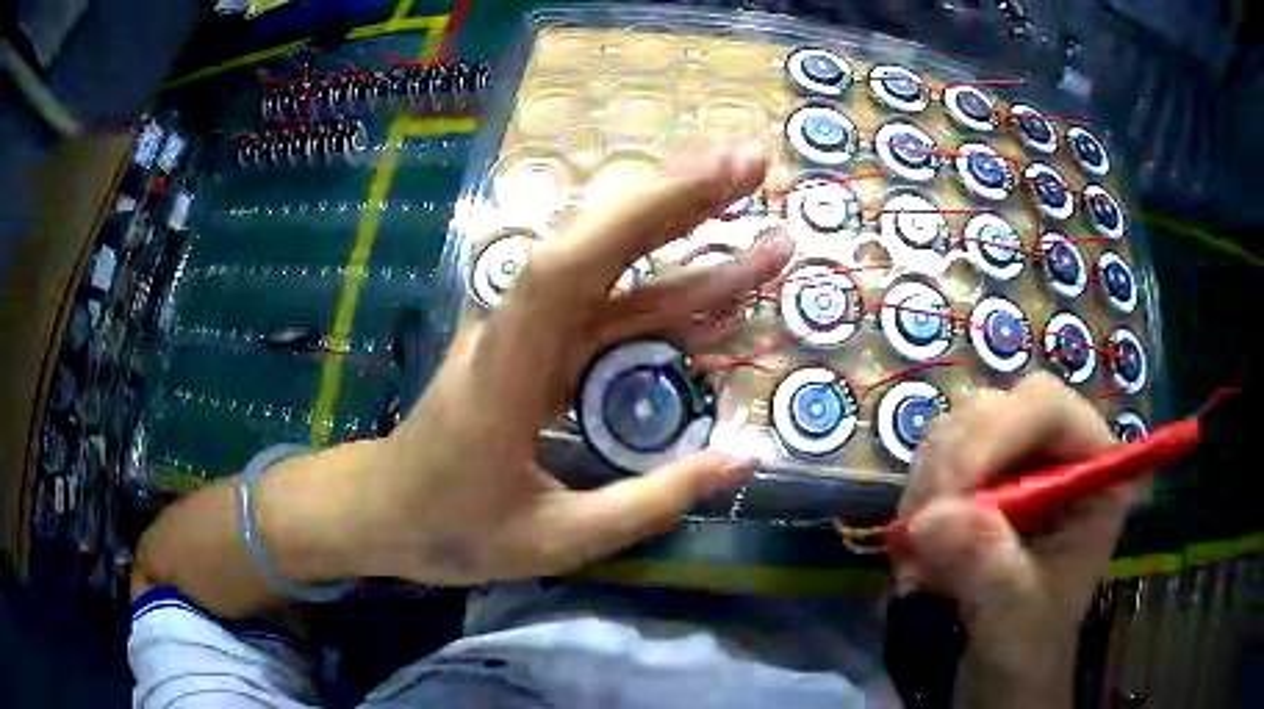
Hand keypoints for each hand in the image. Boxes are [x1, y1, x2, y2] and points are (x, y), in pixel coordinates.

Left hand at [356, 141, 793, 584]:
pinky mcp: (538, 350)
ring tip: (766, 240)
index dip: (643, 214)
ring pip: (611, 274)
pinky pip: (610, 313)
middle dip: (679, 199)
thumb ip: (651, 502)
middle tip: (755, 167)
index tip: (718, 178)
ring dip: (685, 248)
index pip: (570, 266)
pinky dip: (668, 299)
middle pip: (595, 244)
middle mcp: (514, 330)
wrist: (384, 514)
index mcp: (503, 370)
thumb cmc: (453, 529)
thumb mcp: (557, 538)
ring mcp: (527, 335)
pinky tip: (719, 299)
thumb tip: (745, 458)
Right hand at [890, 373, 1132, 705]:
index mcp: (1094, 468)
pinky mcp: (979, 482)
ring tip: (917, 557)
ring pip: (956, 433)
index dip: (995, 435)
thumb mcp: (1016, 615)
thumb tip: (928, 521)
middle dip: (952, 467)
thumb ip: (986, 565)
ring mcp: (1015, 464)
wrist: (1002, 673)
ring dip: (926, 489)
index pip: (1046, 408)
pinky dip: (915, 503)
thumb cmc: (1028, 647)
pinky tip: (916, 551)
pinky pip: (933, 465)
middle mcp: (1056, 452)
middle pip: (995, 411)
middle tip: (920, 533)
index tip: (945, 499)